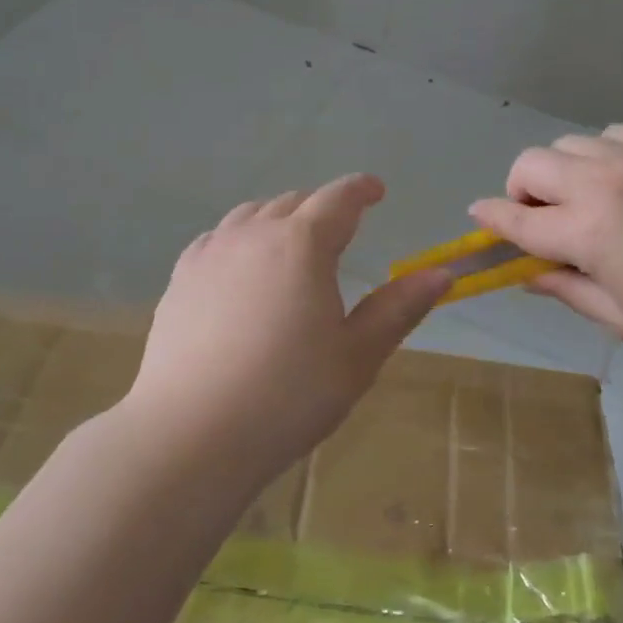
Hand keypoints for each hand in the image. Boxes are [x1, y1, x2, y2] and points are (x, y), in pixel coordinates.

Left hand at [123, 174, 451, 483]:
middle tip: (340, 230)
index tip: (375, 190)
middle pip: (292, 202)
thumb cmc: (288, 395)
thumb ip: (398, 308)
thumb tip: (441, 273)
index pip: (338, 199)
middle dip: (321, 208)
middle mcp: (252, 234)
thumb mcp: (356, 356)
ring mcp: (210, 254)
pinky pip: (216, 239)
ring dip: (278, 220)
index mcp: (301, 244)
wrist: (192, 433)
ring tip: (292, 244)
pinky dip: (240, 239)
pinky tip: (242, 267)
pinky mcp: (180, 280)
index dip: (360, 190)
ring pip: (250, 216)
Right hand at [469, 126, 622, 349]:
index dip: (490, 221)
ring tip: (584, 201)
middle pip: (529, 165)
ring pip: (566, 145)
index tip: (478, 219)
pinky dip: (598, 156)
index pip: (516, 221)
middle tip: (542, 221)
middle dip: (519, 191)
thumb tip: (531, 275)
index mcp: (586, 233)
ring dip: (558, 172)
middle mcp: (599, 184)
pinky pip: (609, 135)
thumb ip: (571, 293)